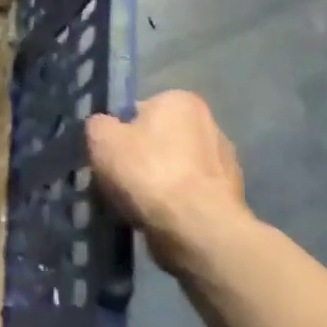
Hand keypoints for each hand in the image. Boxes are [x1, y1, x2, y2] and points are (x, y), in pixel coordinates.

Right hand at [87, 90, 253, 271]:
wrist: (195, 226)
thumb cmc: (147, 172)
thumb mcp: (101, 139)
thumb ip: (98, 125)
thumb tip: (104, 128)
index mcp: (180, 100)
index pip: (138, 111)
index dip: (118, 134)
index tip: (108, 157)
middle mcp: (210, 123)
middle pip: (158, 140)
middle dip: (139, 159)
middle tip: (117, 182)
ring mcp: (224, 161)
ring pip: (173, 169)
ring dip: (156, 183)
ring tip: (135, 206)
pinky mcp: (229, 195)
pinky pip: (188, 194)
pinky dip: (173, 203)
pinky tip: (157, 218)